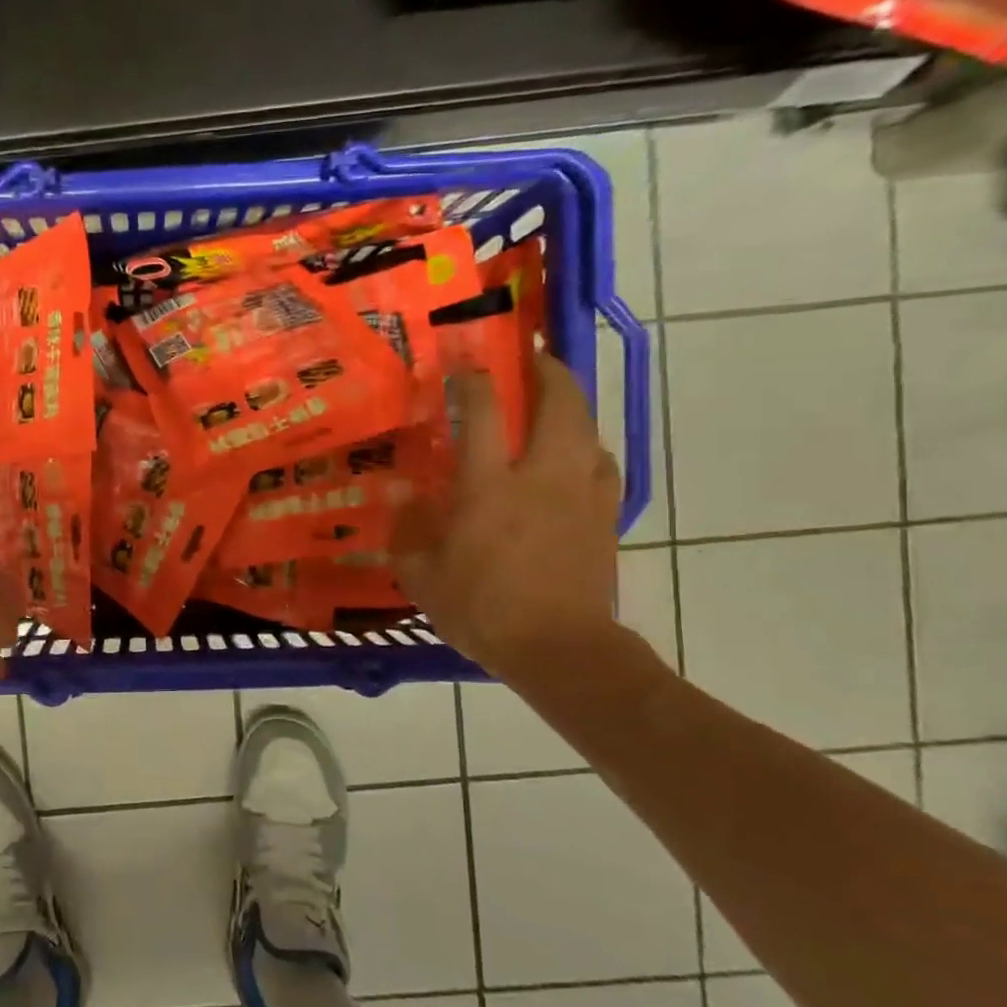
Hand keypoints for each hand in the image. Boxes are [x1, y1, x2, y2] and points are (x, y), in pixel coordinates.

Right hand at [390, 353, 621, 679]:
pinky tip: (575, 457)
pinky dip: (588, 448)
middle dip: (548, 371)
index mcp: (488, 486)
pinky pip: (602, 464)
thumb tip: (400, 491)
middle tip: (533, 358)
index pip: (481, 412)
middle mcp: (540, 476)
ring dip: (573, 405)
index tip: (462, 364)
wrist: (559, 649)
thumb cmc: (481, 610)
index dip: (471, 380)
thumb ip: (407, 528)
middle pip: (558, 403)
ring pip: (588, 429)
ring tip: (555, 400)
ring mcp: (581, 493)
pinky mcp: (606, 516)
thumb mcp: (421, 575)